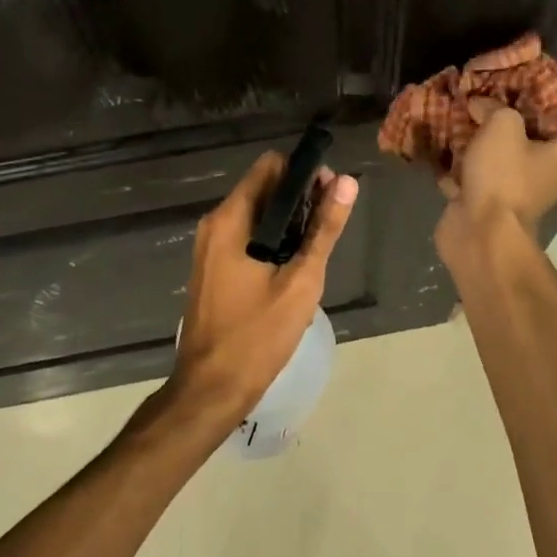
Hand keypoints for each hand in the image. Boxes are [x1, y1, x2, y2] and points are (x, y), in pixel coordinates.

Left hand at [167, 151, 359, 424]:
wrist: (211, 390)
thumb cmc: (257, 335)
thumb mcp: (301, 281)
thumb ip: (324, 229)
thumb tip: (346, 182)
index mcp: (230, 219)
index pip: (270, 166)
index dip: (303, 172)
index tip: (330, 193)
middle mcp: (215, 223)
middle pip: (264, 188)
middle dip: (300, 200)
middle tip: (329, 227)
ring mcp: (210, 246)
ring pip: (257, 215)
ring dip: (289, 224)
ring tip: (316, 252)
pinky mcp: (213, 267)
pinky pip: (247, 237)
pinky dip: (272, 242)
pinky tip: (293, 270)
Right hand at [435, 95, 556, 253]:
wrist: (480, 235)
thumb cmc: (503, 176)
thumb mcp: (503, 126)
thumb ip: (495, 106)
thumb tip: (480, 106)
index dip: (548, 84)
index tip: (521, 69)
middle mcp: (549, 166)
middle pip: (531, 124)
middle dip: (506, 103)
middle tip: (484, 82)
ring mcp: (517, 183)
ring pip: (500, 145)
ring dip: (479, 127)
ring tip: (459, 102)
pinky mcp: (488, 196)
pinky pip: (476, 166)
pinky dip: (461, 153)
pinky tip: (442, 133)